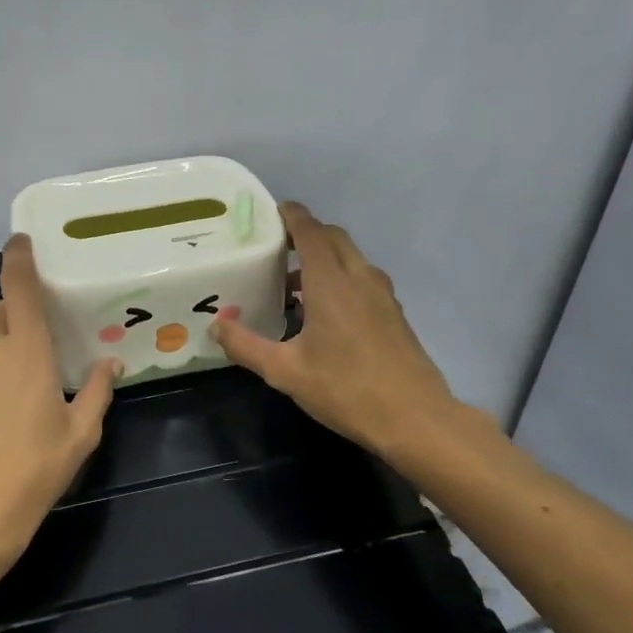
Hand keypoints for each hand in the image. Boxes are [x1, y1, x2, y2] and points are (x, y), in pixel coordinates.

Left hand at [0, 234, 118, 568]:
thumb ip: (96, 392)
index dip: (18, 259)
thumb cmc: (35, 470)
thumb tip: (111, 363)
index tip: (20, 241)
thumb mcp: (80, 434)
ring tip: (20, 392)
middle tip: (38, 343)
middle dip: (14, 316)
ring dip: (0, 354)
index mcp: (27, 351)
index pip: (18, 288)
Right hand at [212, 203, 471, 463]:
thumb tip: (217, 325)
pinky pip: (363, 279)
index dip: (291, 216)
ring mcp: (382, 295)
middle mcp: (360, 278)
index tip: (271, 212)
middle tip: (276, 248)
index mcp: (331, 282)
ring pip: (351, 258)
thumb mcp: (285, 372)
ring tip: (294, 286)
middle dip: (306, 234)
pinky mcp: (394, 314)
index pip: (310, 231)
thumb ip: (246, 346)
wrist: (416, 420)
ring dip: (324, 258)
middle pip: (333, 238)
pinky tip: (324, 313)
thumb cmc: (346, 390)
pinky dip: (341, 278)